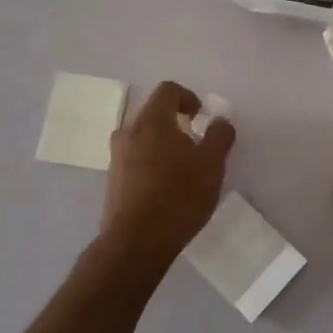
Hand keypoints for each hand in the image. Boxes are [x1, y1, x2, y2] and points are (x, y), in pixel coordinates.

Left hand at [100, 81, 234, 266]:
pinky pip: (134, 158)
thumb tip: (220, 120)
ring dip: (162, 142)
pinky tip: (166, 186)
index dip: (188, 97)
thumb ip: (219, 137)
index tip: (202, 118)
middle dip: (176, 121)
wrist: (135, 242)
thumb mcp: (211, 165)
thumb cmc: (178, 196)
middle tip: (195, 142)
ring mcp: (116, 156)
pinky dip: (151, 161)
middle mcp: (129, 132)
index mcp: (152, 120)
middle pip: (153, 112)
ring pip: (142, 136)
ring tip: (182, 167)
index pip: (168, 90)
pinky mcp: (113, 180)